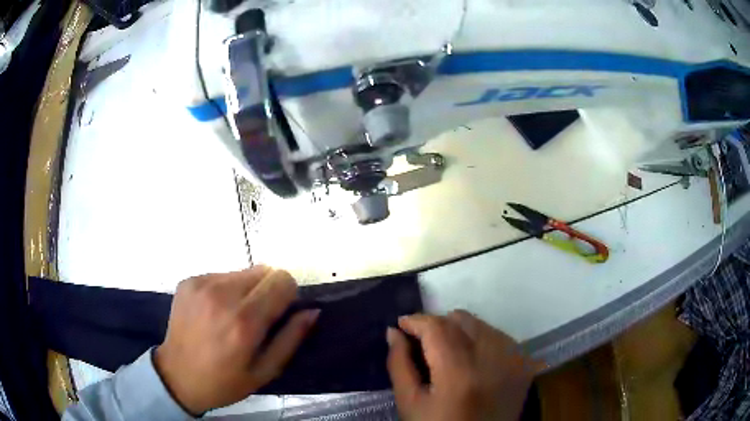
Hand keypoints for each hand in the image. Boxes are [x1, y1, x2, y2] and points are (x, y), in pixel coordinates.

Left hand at [154, 266, 318, 414]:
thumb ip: (291, 338)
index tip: (281, 312)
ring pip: (243, 271)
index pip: (282, 280)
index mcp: (245, 321)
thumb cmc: (225, 381)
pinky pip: (221, 275)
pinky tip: (215, 312)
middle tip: (257, 317)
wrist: (177, 375)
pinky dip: (226, 289)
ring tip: (234, 315)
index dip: (288, 294)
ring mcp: (202, 284)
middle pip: (264, 270)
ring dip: (247, 289)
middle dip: (269, 290)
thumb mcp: (266, 371)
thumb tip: (312, 310)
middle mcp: (222, 295)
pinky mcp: (188, 281)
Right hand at [386, 310, 538, 420]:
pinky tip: (472, 361)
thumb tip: (394, 332)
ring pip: (481, 325)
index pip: (438, 328)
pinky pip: (500, 337)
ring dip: (460, 332)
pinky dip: (482, 341)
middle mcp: (493, 359)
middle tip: (424, 344)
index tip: (401, 325)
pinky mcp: (524, 365)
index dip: (416, 321)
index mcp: (459, 373)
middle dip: (438, 325)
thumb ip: (399, 364)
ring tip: (449, 355)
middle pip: (461, 320)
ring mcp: (514, 360)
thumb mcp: (409, 402)